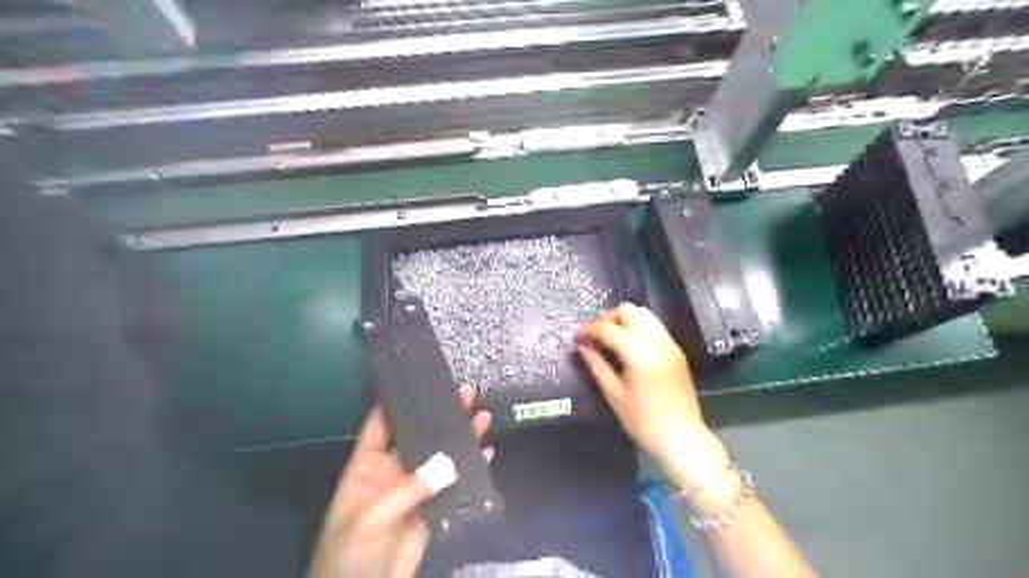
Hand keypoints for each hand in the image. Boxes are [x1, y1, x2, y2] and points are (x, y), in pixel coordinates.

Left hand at [306, 385, 490, 577]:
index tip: (423, 381)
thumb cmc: (349, 557)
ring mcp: (414, 492)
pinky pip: (455, 486)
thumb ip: (409, 488)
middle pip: (419, 437)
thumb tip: (449, 463)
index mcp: (367, 467)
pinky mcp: (432, 512)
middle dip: (442, 415)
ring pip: (441, 458)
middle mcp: (392, 473)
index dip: (400, 402)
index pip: (382, 424)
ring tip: (482, 415)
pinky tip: (486, 453)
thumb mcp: (370, 518)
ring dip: (462, 438)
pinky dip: (472, 470)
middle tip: (465, 393)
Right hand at [574, 305, 725, 490]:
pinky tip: (630, 348)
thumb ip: (596, 366)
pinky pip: (655, 327)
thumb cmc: (643, 422)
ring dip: (626, 321)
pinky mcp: (677, 351)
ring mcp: (670, 344)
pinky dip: (639, 328)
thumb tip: (581, 347)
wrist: (682, 438)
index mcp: (640, 354)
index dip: (589, 329)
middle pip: (630, 311)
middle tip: (597, 337)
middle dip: (609, 319)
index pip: (609, 329)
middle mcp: (657, 342)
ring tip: (613, 340)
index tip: (577, 337)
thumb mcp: (614, 395)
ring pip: (645, 315)